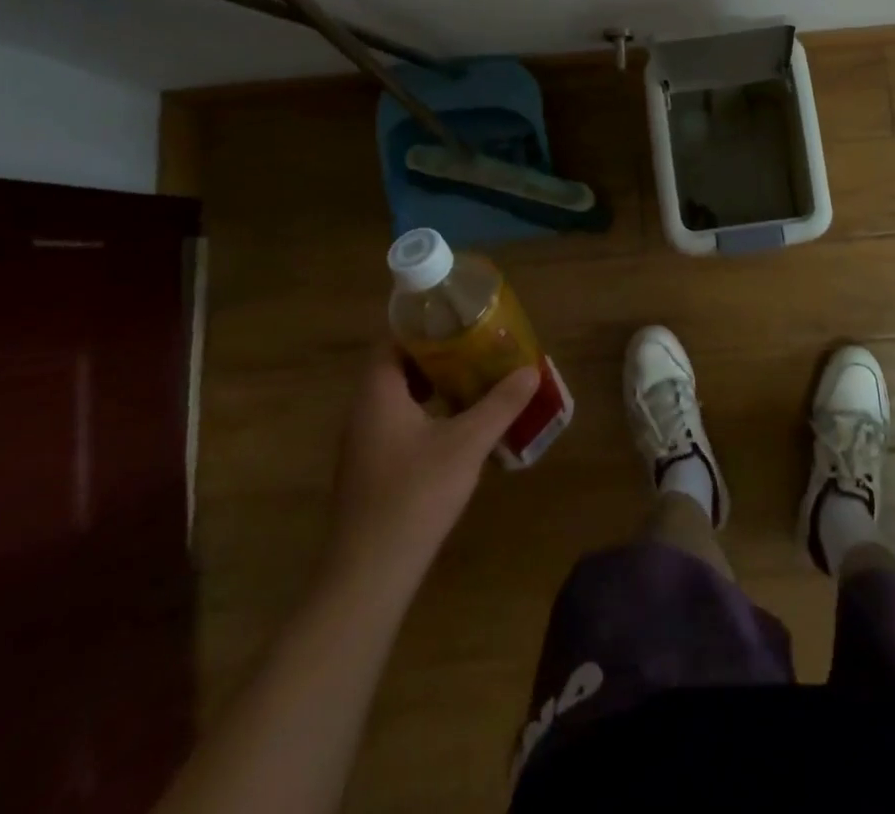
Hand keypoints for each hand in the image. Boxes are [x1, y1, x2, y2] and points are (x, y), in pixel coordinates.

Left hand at [325, 343, 538, 582]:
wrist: (370, 574)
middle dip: (438, 356)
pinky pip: (400, 425)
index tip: (461, 320)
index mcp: (377, 394)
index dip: (425, 326)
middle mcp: (364, 412)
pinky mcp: (372, 471)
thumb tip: (530, 370)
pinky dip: (428, 415)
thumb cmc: (415, 495)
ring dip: (434, 387)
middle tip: (477, 348)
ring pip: (400, 399)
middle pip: (398, 368)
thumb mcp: (466, 443)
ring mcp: (364, 444)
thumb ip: (500, 404)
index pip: (393, 340)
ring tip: (476, 381)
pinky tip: (459, 428)